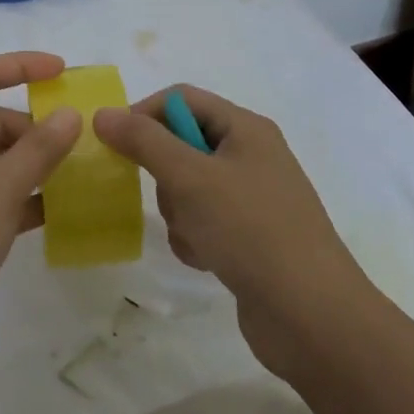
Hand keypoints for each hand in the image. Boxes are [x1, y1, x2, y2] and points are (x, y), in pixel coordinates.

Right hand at [93, 85, 374, 380]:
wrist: (311, 314)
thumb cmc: (250, 230)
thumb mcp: (190, 178)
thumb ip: (143, 141)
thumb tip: (103, 113)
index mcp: (246, 128)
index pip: (180, 99)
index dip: (144, 115)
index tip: (117, 146)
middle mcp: (251, 155)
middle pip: (181, 144)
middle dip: (165, 175)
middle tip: (172, 200)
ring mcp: (252, 197)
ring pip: (187, 188)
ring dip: (179, 213)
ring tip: (197, 238)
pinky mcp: (249, 235)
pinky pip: (202, 221)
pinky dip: (195, 238)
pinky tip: (207, 259)